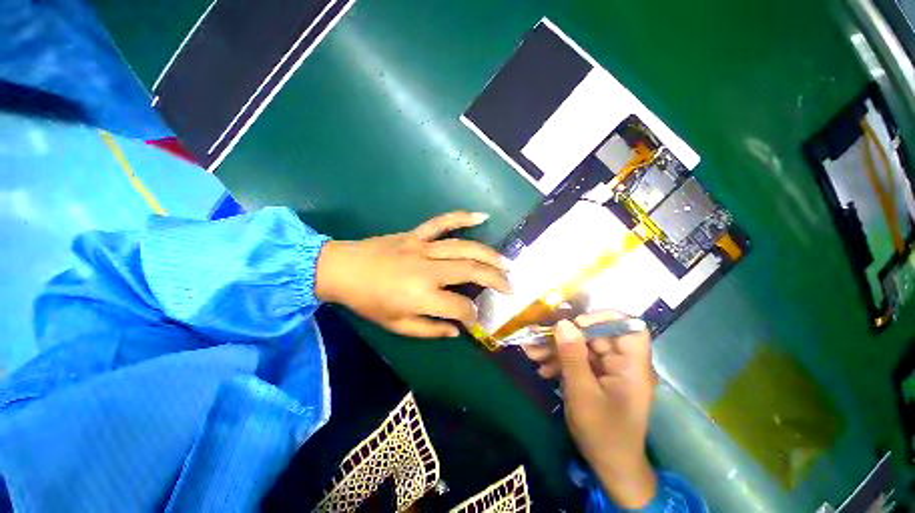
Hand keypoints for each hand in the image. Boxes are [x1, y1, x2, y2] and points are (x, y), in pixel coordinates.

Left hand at [315, 211, 510, 337]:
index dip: (472, 314)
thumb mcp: (397, 326)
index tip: (477, 318)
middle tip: (510, 287)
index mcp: (422, 296)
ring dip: (490, 255)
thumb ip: (430, 329)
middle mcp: (429, 270)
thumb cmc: (368, 302)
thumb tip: (457, 330)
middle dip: (496, 281)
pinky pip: (442, 222)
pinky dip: (462, 217)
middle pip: (471, 271)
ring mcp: (423, 247)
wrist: (342, 269)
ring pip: (464, 248)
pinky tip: (482, 216)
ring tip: (507, 263)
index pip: (460, 306)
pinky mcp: (416, 234)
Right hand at [528, 312, 657, 508]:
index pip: (629, 327)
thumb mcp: (583, 393)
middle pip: (596, 335)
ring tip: (532, 353)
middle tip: (538, 338)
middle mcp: (623, 363)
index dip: (604, 318)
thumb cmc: (603, 433)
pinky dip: (561, 362)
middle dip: (565, 335)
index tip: (576, 323)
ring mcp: (610, 370)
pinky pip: (579, 360)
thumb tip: (563, 323)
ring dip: (557, 349)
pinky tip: (542, 369)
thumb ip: (572, 356)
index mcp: (632, 366)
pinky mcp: (598, 377)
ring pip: (583, 347)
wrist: (610, 467)